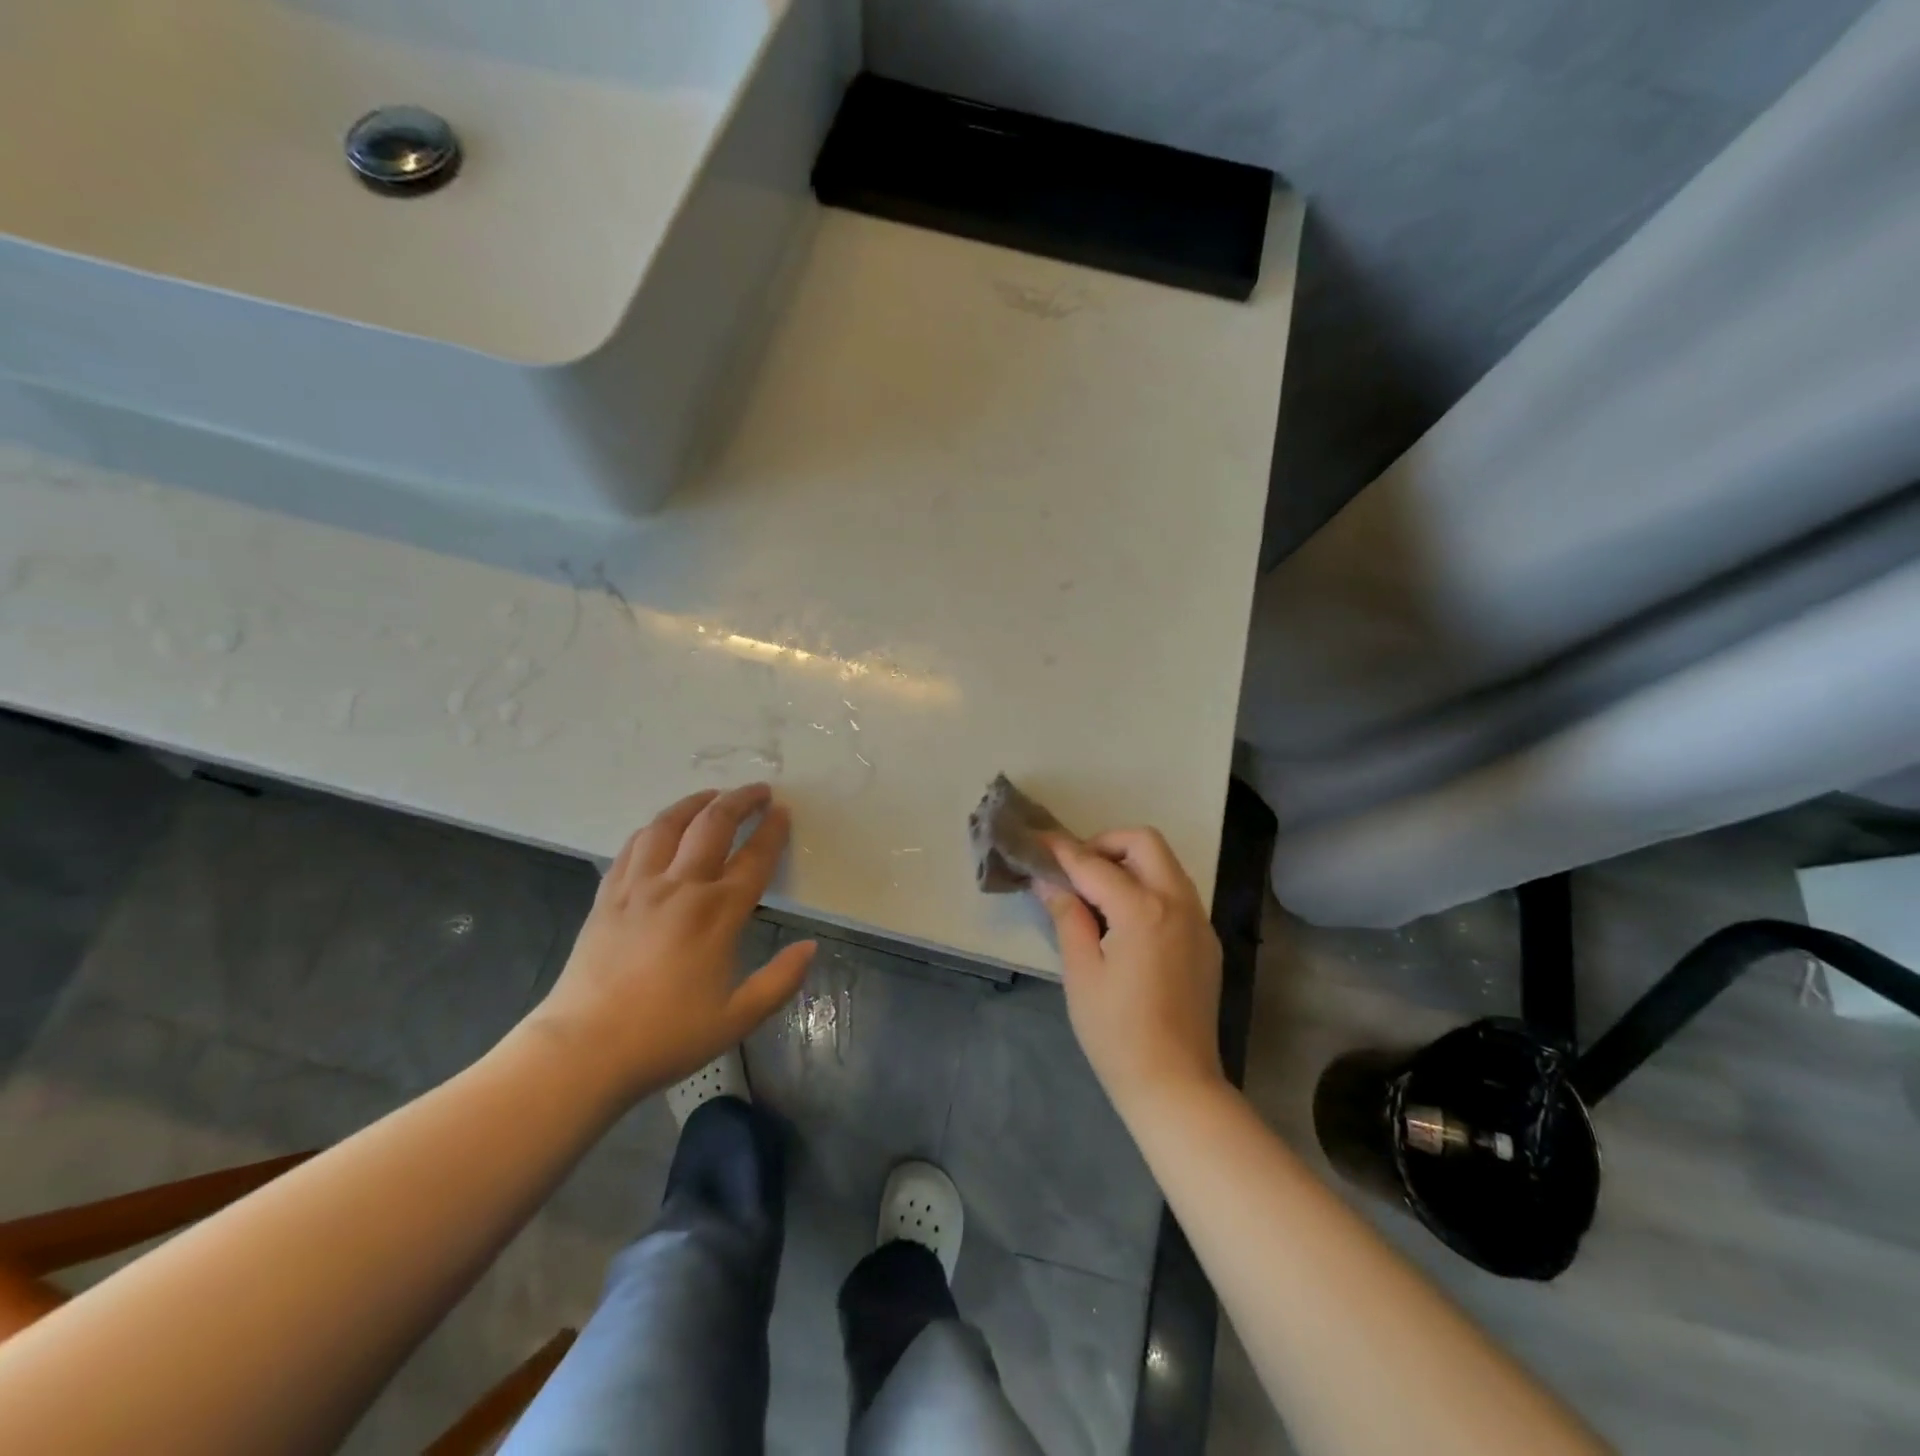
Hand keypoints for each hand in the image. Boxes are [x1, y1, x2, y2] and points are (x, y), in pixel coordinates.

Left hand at [522, 785, 814, 1105]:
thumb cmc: (666, 1036)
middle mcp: (680, 887)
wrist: (583, 1050)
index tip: (783, 811)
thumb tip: (810, 947)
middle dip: (740, 801)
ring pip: (669, 825)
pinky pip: (634, 845)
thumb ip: (780, 981)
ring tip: (712, 794)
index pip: (754, 858)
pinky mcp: (608, 895)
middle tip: (758, 790)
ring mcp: (639, 887)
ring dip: (695, 803)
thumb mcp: (737, 1019)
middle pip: (713, 826)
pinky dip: (655, 826)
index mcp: (717, 914)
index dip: (772, 831)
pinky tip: (662, 827)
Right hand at [1035, 829, 1225, 1116]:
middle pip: (1144, 842)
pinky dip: (1148, 886)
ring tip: (1096, 891)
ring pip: (1165, 864)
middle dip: (1105, 843)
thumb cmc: (1117, 1033)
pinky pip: (1176, 892)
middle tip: (1076, 869)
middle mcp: (1178, 903)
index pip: (1094, 864)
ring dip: (1130, 862)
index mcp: (1143, 910)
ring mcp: (1198, 921)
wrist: (1176, 1084)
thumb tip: (1049, 881)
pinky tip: (1125, 919)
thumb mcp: (1081, 973)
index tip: (1038, 842)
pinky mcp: (1206, 941)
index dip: (1062, 851)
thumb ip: (1067, 916)